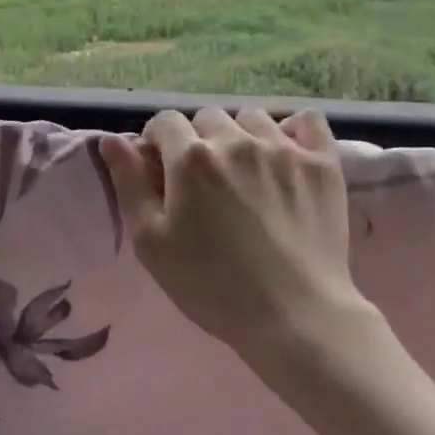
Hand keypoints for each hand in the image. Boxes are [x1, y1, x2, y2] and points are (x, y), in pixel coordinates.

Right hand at [100, 107, 367, 370]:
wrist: (295, 317)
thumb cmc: (212, 285)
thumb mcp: (152, 243)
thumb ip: (129, 183)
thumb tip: (112, 139)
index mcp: (191, 158)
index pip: (164, 122)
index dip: (158, 144)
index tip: (163, 173)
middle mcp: (236, 140)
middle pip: (207, 117)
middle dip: (198, 140)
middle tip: (204, 182)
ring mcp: (284, 148)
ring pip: (252, 118)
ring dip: (241, 136)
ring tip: (246, 172)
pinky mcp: (322, 163)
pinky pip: (307, 120)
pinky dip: (295, 130)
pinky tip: (288, 154)